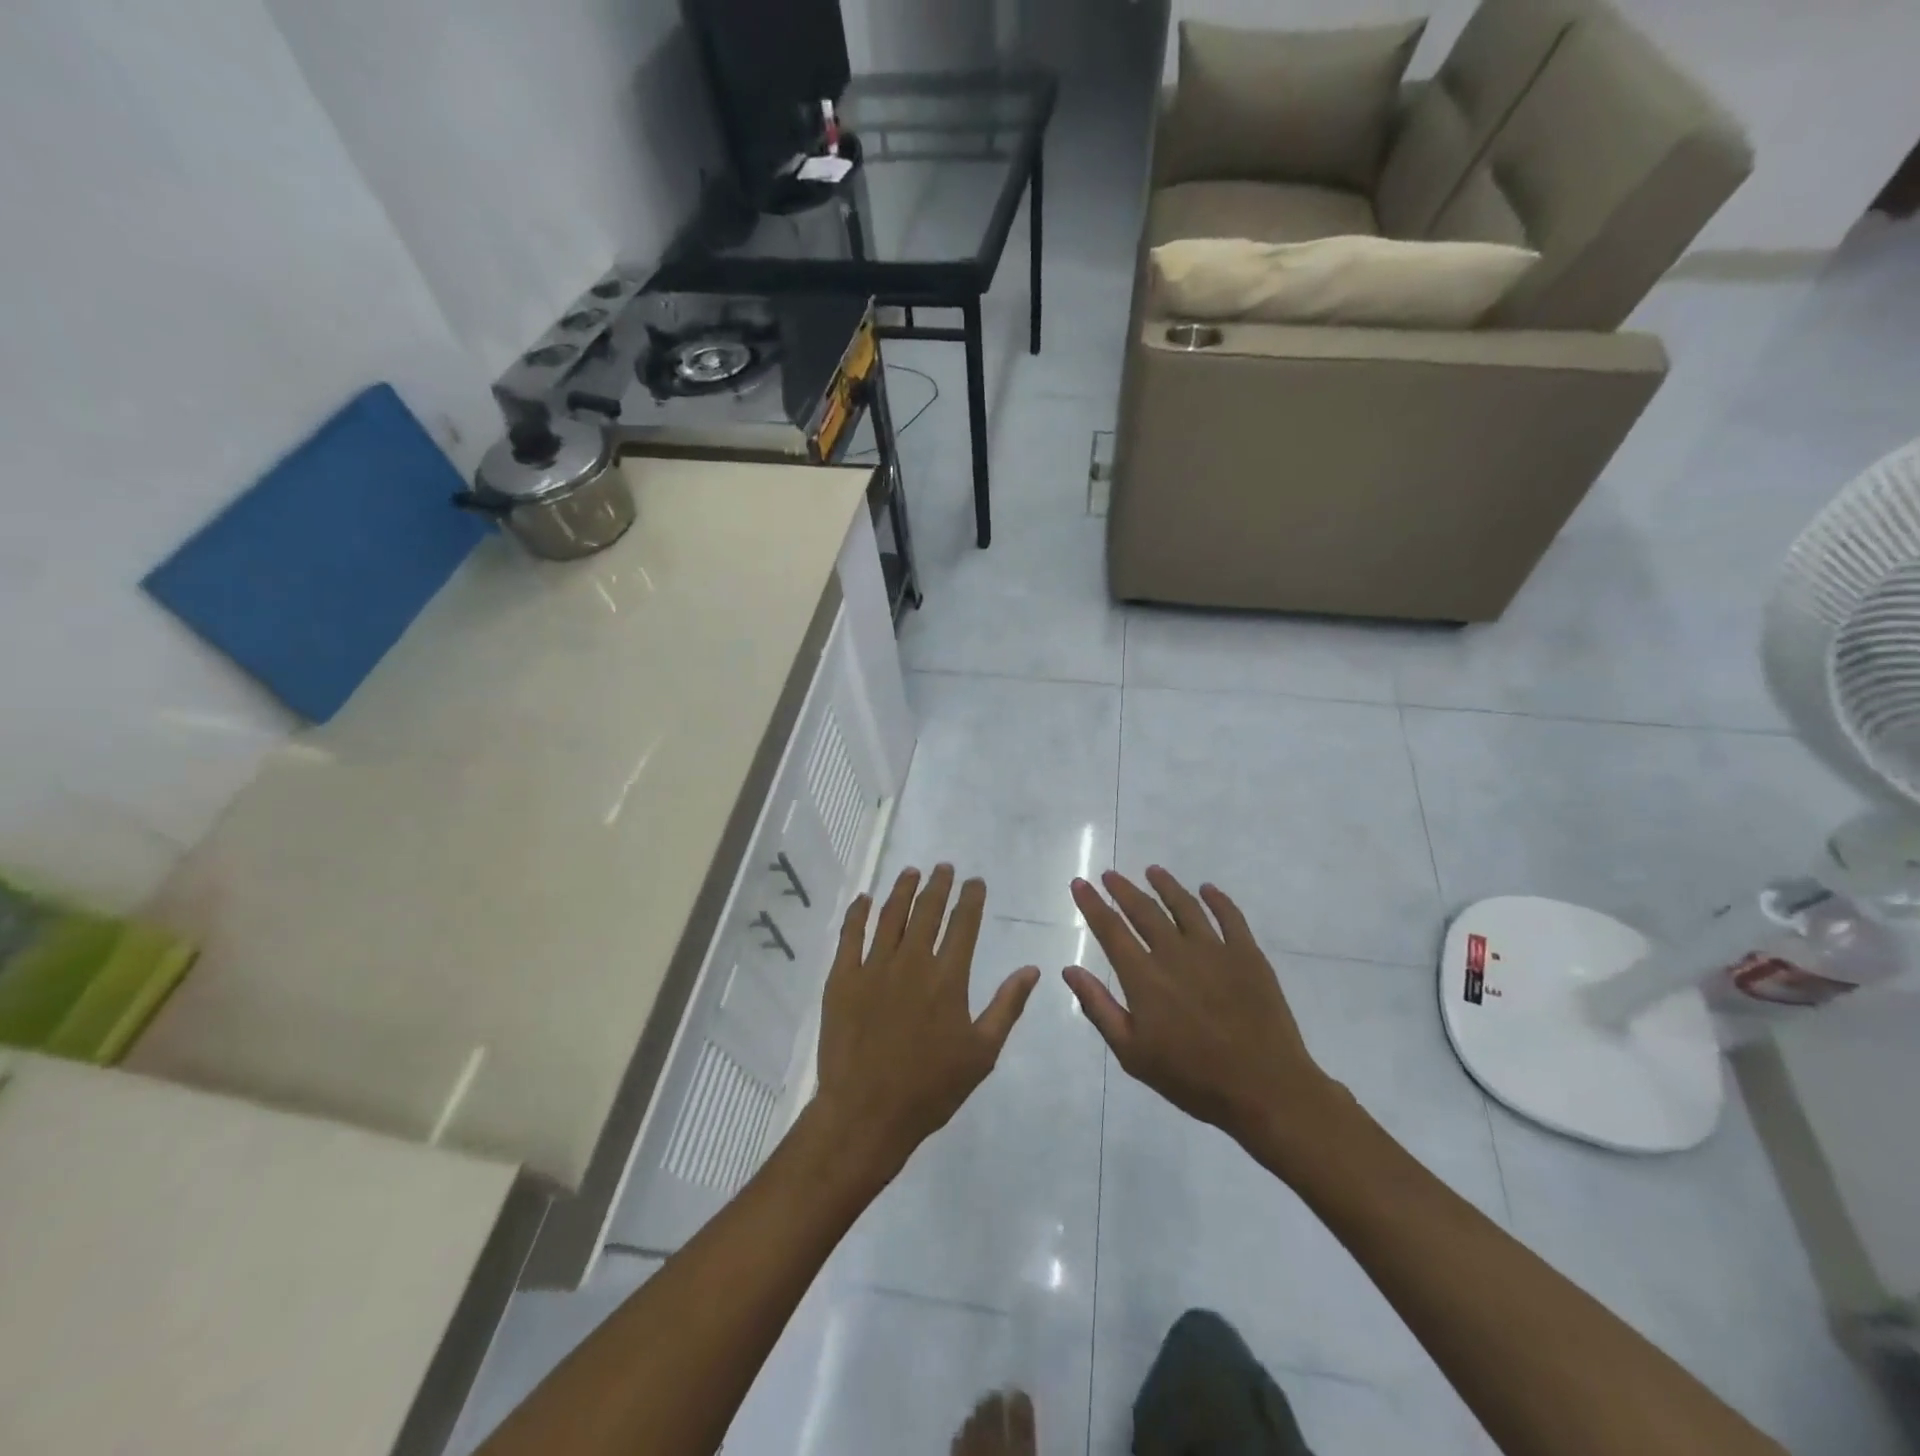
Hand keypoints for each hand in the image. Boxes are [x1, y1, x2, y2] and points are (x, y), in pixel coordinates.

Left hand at [812, 865, 1039, 1184]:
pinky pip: (850, 936)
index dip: (971, 898)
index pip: (963, 924)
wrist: (866, 1113)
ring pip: (890, 916)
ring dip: (902, 890)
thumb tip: (1032, 969)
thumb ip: (1007, 1007)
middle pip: (927, 911)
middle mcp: (912, 962)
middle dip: (938, 885)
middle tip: (943, 868)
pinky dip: (858, 914)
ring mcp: (873, 968)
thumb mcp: (982, 1053)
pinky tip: (864, 899)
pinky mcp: (842, 979)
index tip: (975, 881)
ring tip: (911, 872)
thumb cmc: (930, 1088)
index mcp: (947, 978)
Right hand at [1064, 867, 1347, 1157]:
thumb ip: (1099, 1008)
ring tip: (1153, 871)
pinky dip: (1217, 899)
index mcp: (1144, 977)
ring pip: (1184, 906)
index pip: (1111, 929)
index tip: (1080, 883)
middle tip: (1110, 874)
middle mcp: (1175, 953)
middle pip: (1144, 910)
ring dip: (1165, 885)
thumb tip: (1070, 970)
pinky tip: (1208, 889)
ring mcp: (1215, 950)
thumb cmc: (1192, 1077)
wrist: (1264, 1089)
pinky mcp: (1248, 955)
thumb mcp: (1132, 1053)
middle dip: (1123, 889)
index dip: (1092, 904)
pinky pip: (1230, 916)